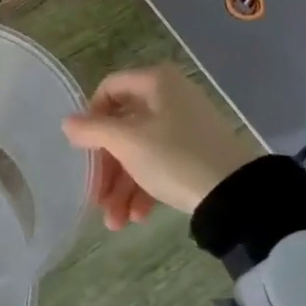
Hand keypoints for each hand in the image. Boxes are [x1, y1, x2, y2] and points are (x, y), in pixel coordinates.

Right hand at [61, 64, 258, 229]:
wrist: (238, 196)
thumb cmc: (175, 157)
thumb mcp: (127, 142)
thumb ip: (92, 130)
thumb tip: (67, 123)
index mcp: (155, 83)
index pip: (108, 89)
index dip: (90, 118)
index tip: (83, 148)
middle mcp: (169, 98)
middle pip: (122, 128)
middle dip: (106, 169)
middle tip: (95, 197)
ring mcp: (184, 128)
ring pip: (139, 152)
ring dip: (122, 187)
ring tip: (115, 222)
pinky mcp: (194, 154)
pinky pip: (158, 164)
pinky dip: (144, 188)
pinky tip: (136, 217)